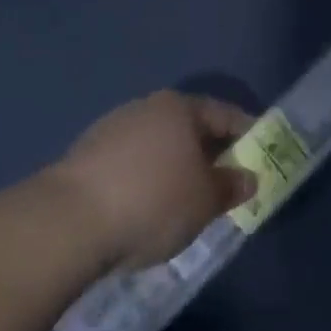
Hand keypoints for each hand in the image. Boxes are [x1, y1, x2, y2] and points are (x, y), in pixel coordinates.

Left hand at [49, 91, 256, 271]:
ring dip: (176, 168)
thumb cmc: (153, 201)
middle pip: (189, 128)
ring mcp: (110, 130)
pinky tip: (148, 208)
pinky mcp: (84, 157)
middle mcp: (144, 108)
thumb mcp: (206, 200)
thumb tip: (247, 177)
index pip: (224, 115)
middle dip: (210, 154)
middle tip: (227, 182)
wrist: (68, 222)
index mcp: (179, 108)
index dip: (247, 134)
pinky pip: (131, 165)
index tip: (261, 155)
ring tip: (188, 201)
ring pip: (158, 147)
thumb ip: (231, 186)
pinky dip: (147, 181)